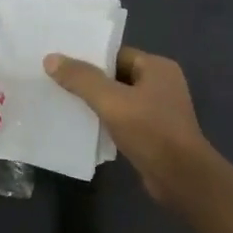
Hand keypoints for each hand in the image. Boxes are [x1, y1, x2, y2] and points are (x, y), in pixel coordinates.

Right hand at [44, 46, 215, 203]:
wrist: (181, 178)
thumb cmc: (150, 131)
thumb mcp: (112, 101)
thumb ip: (81, 79)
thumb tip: (51, 58)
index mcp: (157, 67)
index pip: (117, 54)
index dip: (89, 58)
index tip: (61, 63)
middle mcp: (161, 84)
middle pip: (117, 76)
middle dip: (89, 82)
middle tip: (56, 83)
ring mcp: (159, 110)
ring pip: (119, 99)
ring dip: (97, 103)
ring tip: (64, 104)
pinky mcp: (154, 133)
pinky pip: (124, 119)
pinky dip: (106, 121)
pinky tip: (84, 127)